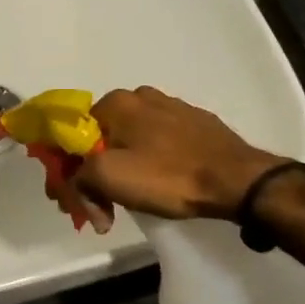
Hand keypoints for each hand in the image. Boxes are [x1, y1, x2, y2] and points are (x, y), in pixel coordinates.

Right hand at [74, 86, 284, 222]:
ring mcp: (173, 108)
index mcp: (116, 102)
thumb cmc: (168, 176)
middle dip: (94, 171)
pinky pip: (160, 143)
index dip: (66, 169)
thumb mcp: (109, 177)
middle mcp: (141, 96)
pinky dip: (151, 163)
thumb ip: (78, 176)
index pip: (74, 134)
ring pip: (132, 139)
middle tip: (100, 207)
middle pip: (103, 137)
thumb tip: (77, 184)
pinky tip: (160, 185)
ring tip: (130, 201)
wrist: (238, 180)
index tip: (73, 201)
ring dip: (123, 168)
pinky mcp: (197, 124)